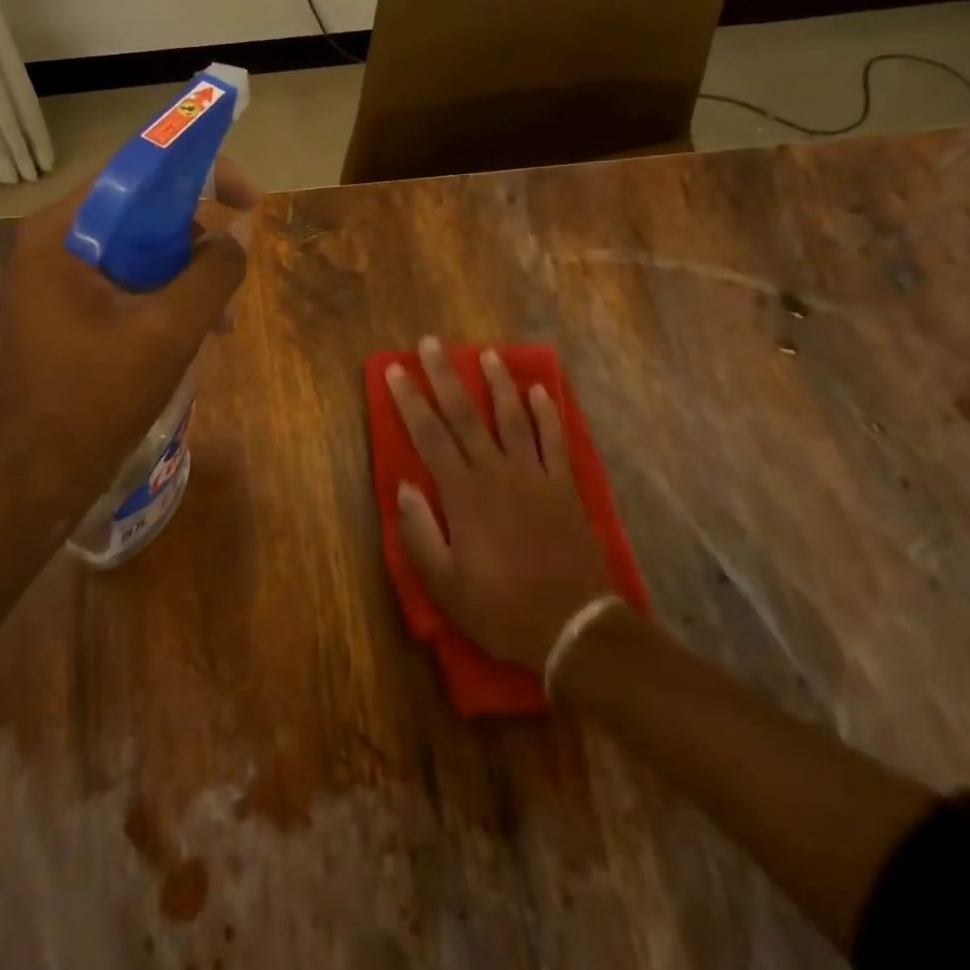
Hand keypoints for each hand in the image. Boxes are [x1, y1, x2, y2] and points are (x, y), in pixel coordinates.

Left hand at [0, 157, 261, 529]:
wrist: (38, 476)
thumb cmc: (95, 398)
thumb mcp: (168, 331)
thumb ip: (213, 273)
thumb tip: (242, 232)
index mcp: (62, 232)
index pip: (137, 170)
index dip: (199, 172)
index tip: (248, 198)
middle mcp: (55, 242)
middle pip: (141, 210)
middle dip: (197, 237)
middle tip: (237, 269)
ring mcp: (60, 278)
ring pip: (141, 249)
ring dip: (188, 273)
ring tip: (223, 318)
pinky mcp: (71, 310)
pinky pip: (130, 282)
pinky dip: (167, 297)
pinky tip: (199, 332)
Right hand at [385, 338, 613, 671]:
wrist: (572, 626)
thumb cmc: (500, 608)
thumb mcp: (445, 585)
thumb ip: (419, 533)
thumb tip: (404, 486)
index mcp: (464, 494)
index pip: (429, 435)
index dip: (410, 400)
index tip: (396, 370)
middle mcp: (497, 472)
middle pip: (466, 414)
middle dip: (445, 376)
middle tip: (432, 343)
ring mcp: (534, 476)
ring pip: (513, 417)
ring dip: (498, 383)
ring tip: (487, 354)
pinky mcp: (564, 486)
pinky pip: (555, 440)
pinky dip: (548, 413)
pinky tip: (540, 391)